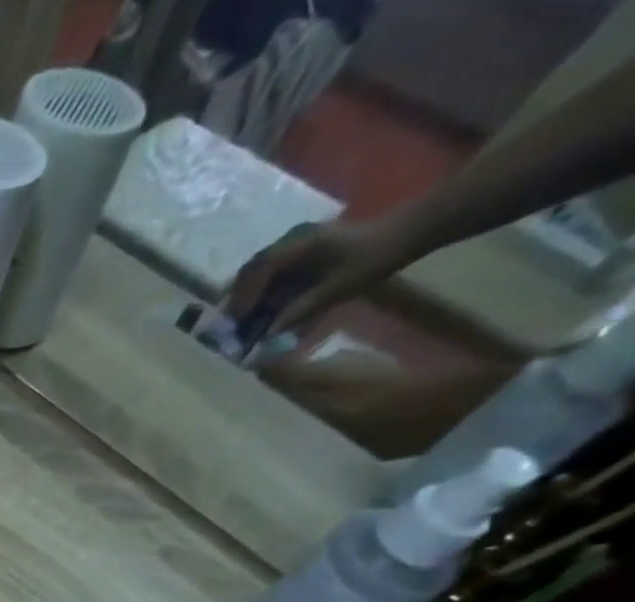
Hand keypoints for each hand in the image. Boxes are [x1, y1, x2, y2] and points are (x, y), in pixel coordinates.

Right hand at [226, 217, 410, 333]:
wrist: (408, 232)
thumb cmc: (375, 258)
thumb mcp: (340, 287)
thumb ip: (302, 310)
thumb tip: (268, 334)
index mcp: (302, 246)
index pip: (261, 271)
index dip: (244, 297)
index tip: (234, 321)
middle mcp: (294, 241)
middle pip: (253, 269)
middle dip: (238, 296)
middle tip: (229, 323)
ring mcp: (298, 243)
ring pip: (259, 269)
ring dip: (247, 293)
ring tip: (240, 318)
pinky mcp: (304, 250)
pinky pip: (272, 269)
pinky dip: (261, 288)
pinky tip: (260, 306)